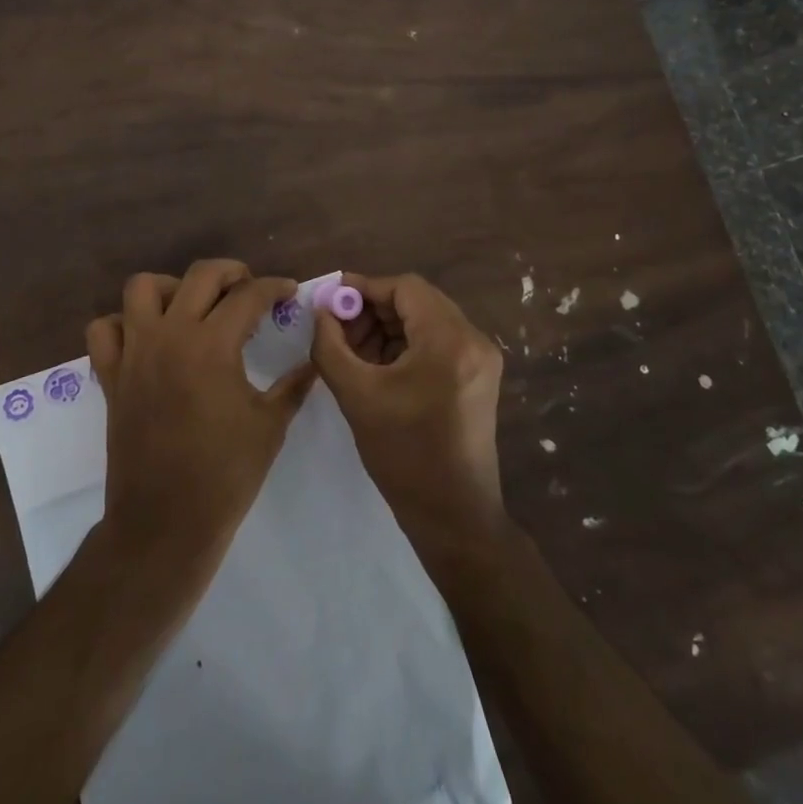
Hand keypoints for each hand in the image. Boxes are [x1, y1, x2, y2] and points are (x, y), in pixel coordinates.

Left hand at [86, 260, 316, 576]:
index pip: (249, 295)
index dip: (274, 287)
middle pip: (200, 275)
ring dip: (171, 287)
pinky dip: (122, 324)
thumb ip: (293, 385)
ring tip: (192, 306)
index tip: (288, 291)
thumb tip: (313, 361)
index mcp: (212, 344)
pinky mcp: (111, 375)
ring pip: (142, 288)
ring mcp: (134, 352)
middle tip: (248, 288)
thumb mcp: (270, 426)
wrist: (166, 522)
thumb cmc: (225, 474)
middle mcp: (170, 335)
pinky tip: (146, 338)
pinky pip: (104, 330)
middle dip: (231, 272)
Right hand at [311, 273, 507, 552]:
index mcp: (450, 340)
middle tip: (337, 328)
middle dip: (373, 309)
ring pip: (426, 320)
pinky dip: (405, 344)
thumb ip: (330, 344)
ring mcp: (481, 359)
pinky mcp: (478, 376)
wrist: (453, 516)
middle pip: (417, 301)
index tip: (331, 301)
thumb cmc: (403, 455)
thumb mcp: (356, 394)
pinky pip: (436, 342)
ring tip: (353, 350)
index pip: (405, 288)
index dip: (364, 288)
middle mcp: (474, 340)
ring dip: (387, 327)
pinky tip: (377, 365)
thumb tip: (321, 311)